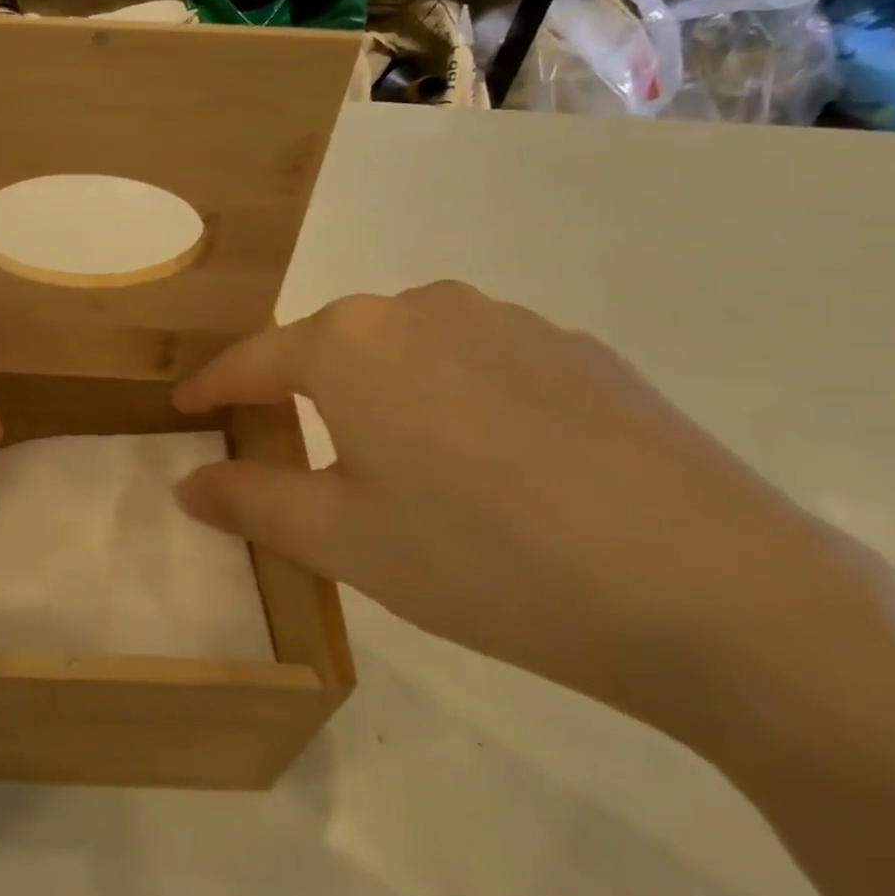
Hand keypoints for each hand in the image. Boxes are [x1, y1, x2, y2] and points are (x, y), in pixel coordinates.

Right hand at [173, 282, 859, 735]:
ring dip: (374, 394)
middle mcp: (422, 306)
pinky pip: (477, 364)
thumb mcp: (340, 539)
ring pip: (405, 351)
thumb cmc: (480, 557)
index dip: (212, 387)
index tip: (184, 407)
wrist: (710, 589)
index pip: (253, 359)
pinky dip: (449, 400)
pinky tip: (485, 463)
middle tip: (282, 448)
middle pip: (330, 347)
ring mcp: (508, 320)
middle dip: (293, 392)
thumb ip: (249, 500)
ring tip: (388, 462)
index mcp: (351, 342)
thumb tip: (188, 483)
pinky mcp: (577, 349)